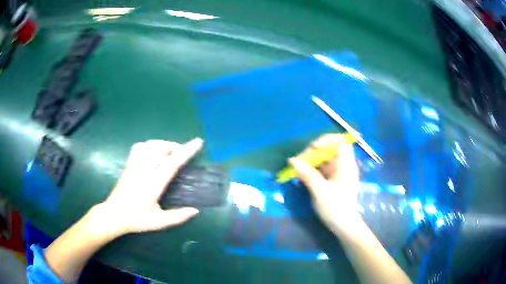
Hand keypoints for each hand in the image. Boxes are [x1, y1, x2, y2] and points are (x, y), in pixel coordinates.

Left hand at [95, 138, 203, 236]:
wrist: (113, 215)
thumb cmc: (136, 219)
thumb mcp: (159, 222)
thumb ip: (178, 216)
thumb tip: (196, 210)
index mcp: (153, 184)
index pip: (172, 163)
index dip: (186, 151)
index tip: (198, 142)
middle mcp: (143, 171)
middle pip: (160, 147)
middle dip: (174, 146)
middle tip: (182, 153)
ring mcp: (134, 166)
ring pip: (149, 144)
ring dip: (162, 144)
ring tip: (169, 153)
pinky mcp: (128, 165)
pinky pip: (139, 147)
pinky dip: (149, 146)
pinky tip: (152, 154)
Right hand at [289, 134, 362, 233]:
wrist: (345, 227)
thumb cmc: (336, 209)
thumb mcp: (320, 191)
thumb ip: (307, 174)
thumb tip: (292, 160)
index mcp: (346, 165)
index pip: (340, 141)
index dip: (325, 141)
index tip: (311, 150)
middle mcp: (344, 165)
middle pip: (330, 149)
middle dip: (314, 152)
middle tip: (300, 161)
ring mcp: (339, 172)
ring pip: (325, 159)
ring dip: (311, 161)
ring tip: (298, 168)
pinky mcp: (334, 179)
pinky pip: (323, 168)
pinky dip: (313, 169)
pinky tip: (303, 175)